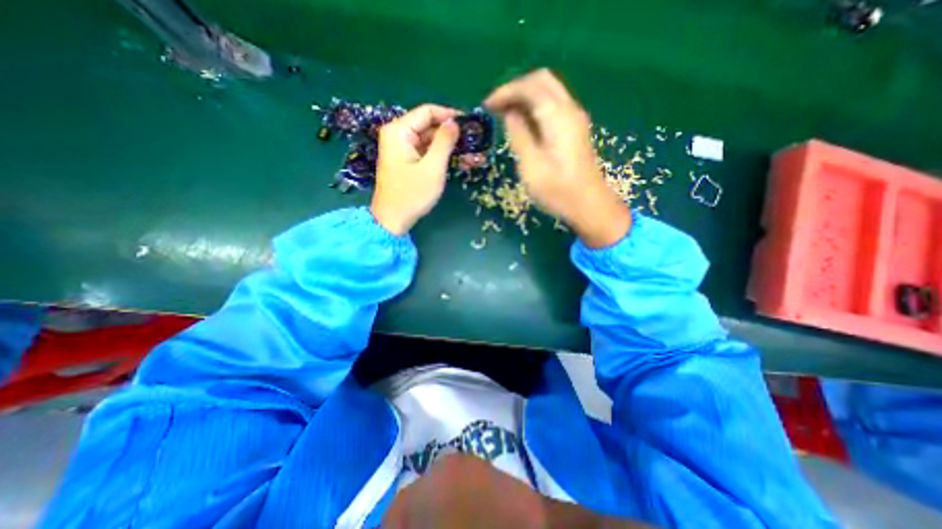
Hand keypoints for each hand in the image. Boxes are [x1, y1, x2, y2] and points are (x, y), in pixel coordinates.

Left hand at [370, 102, 461, 232]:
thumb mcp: (432, 168)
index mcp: (399, 131)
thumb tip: (455, 122)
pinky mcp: (408, 162)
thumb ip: (444, 142)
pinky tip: (461, 163)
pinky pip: (427, 153)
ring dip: (451, 148)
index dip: (450, 115)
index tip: (470, 123)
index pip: (427, 112)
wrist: (393, 220)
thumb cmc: (412, 194)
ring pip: (431, 141)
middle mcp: (399, 135)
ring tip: (473, 157)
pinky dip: (442, 157)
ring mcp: (403, 149)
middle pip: (430, 126)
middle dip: (453, 135)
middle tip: (475, 143)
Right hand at [484, 68, 631, 246]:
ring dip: (525, 96)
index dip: (505, 91)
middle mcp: (569, 109)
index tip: (486, 106)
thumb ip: (519, 135)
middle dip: (515, 88)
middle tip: (496, 107)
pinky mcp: (575, 129)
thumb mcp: (531, 165)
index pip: (529, 86)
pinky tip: (523, 123)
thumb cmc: (558, 190)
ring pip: (548, 91)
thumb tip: (509, 114)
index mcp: (557, 116)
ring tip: (504, 114)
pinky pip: (553, 105)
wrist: (589, 205)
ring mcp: (575, 118)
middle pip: (541, 80)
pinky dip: (535, 106)